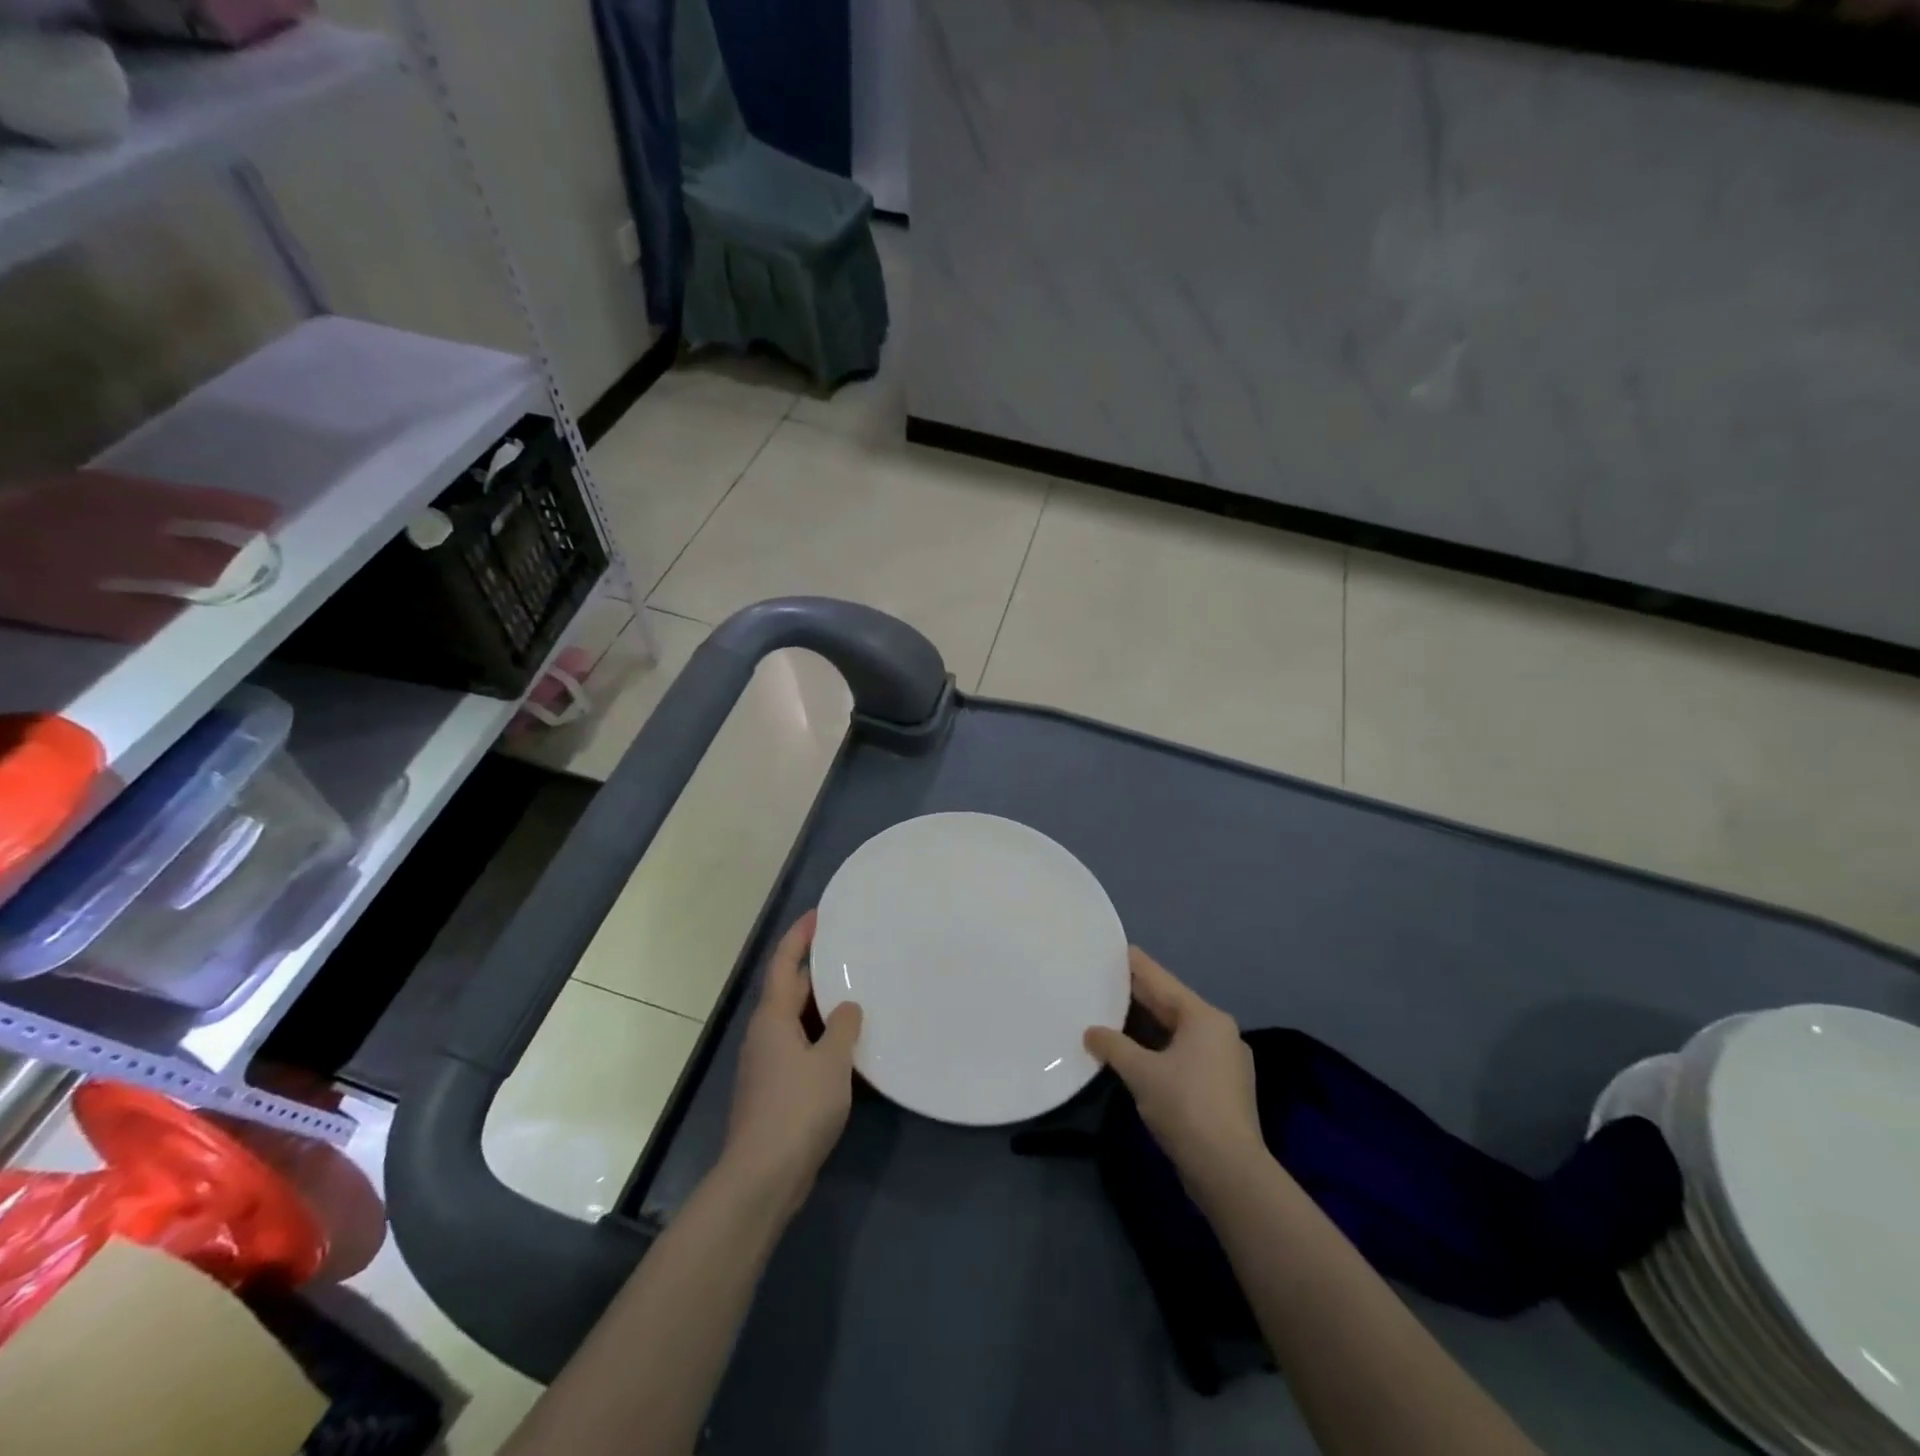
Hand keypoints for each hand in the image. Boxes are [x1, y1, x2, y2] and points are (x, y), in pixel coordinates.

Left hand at [720, 911, 862, 1214]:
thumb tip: (848, 1007)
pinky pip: (800, 1047)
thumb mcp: (831, 1062)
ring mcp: (766, 1064)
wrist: (763, 1176)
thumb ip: (843, 1027)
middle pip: (788, 990)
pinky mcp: (774, 1090)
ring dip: (820, 1005)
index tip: (818, 914)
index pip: (783, 964)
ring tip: (854, 991)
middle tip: (847, 949)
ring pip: (795, 1020)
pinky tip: (845, 1045)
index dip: (799, 937)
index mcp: (772, 1018)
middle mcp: (764, 1034)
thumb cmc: (797, 1108)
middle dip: (813, 968)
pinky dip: (820, 1036)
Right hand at [1085, 948, 1262, 1199]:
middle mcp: (1219, 1031)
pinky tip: (1137, 1053)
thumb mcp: (1141, 1072)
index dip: (1135, 965)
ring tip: (1113, 1013)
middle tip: (1105, 980)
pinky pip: (1185, 1052)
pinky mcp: (1223, 1086)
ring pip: (1177, 1030)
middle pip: (1171, 1004)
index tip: (1114, 948)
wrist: (1230, 1172)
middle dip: (1138, 995)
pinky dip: (1160, 1047)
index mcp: (1204, 1017)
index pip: (1161, 980)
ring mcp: (1225, 1060)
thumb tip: (1091, 1032)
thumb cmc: (1186, 1108)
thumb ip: (1113, 1046)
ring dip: (1147, 1025)